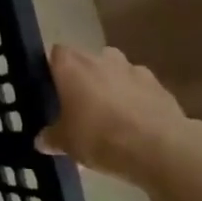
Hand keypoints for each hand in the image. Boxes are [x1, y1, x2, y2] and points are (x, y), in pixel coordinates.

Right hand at [35, 43, 201, 187]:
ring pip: (116, 70)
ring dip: (112, 85)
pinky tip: (136, 122)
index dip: (54, 68)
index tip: (53, 88)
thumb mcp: (67, 143)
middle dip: (84, 77)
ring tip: (110, 113)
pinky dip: (136, 98)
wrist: (160, 148)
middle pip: (87, 59)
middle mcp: (101, 59)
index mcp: (72, 67)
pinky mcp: (159, 85)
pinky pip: (140, 87)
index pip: (56, 53)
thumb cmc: (100, 137)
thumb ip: (52, 137)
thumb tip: (41, 140)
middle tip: (80, 103)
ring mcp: (133, 69)